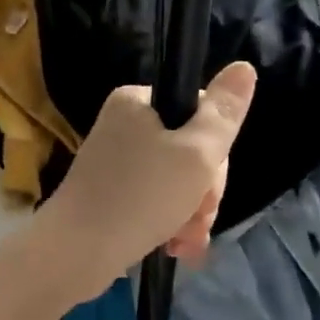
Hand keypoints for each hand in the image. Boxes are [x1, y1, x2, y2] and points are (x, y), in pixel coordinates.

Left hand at [35, 62, 255, 304]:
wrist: (76, 252)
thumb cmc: (140, 197)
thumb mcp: (195, 153)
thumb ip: (224, 113)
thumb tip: (244, 67)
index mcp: (137, 101)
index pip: (200, 112)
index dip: (216, 151)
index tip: (208, 182)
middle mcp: (123, 124)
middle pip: (190, 149)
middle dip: (202, 190)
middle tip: (197, 218)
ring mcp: (115, 159)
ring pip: (176, 180)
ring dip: (190, 212)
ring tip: (184, 241)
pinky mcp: (111, 191)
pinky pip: (154, 198)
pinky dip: (169, 220)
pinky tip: (175, 246)